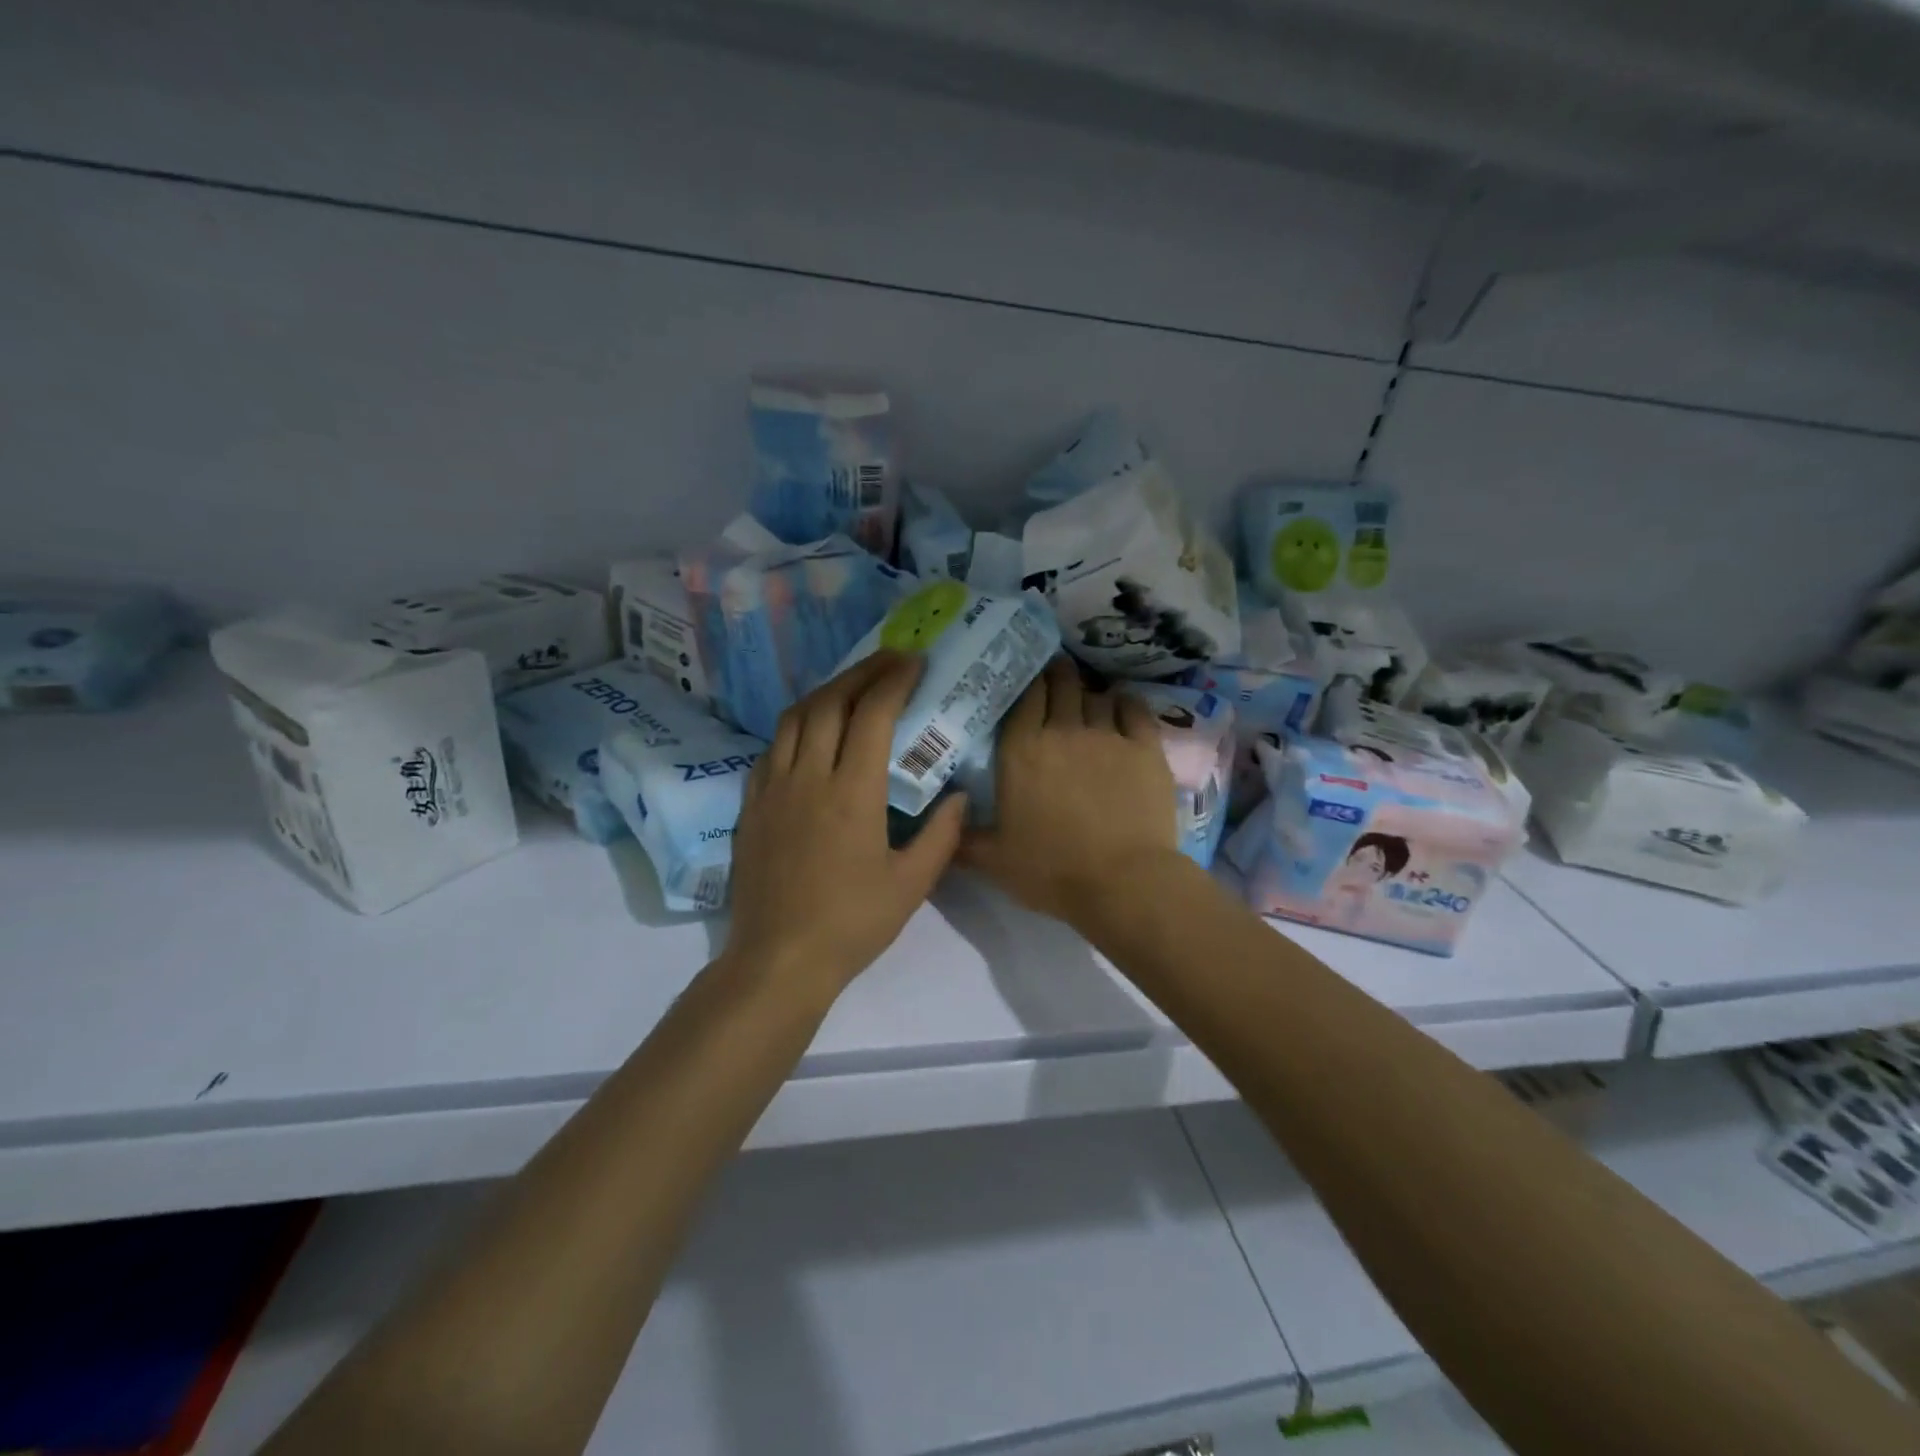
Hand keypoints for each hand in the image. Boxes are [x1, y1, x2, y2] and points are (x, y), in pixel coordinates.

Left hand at [726, 652, 966, 998]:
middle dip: (862, 672)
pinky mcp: (750, 805)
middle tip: (889, 660)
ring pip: (794, 717)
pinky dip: (795, 726)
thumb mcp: (912, 885)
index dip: (895, 680)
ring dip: (826, 691)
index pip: (873, 714)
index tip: (915, 662)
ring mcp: (772, 788)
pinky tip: (809, 733)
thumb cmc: (851, 924)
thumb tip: (960, 797)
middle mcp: (808, 776)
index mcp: (852, 792)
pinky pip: (771, 748)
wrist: (778, 959)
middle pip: (830, 702)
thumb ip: (942, 835)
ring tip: (851, 686)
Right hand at [960, 657, 1182, 932]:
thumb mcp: (994, 860)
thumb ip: (963, 839)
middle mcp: (1062, 731)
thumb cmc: (1052, 871)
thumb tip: (939, 825)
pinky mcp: (1145, 748)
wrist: (1122, 882)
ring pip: (1096, 695)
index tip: (1027, 678)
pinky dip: (1125, 703)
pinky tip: (1122, 705)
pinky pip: (1134, 709)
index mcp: (1021, 751)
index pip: (1024, 697)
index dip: (1027, 681)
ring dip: (1089, 693)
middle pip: (1061, 684)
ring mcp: (1107, 735)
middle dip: (1058, 674)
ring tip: (1088, 699)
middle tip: (1057, 675)